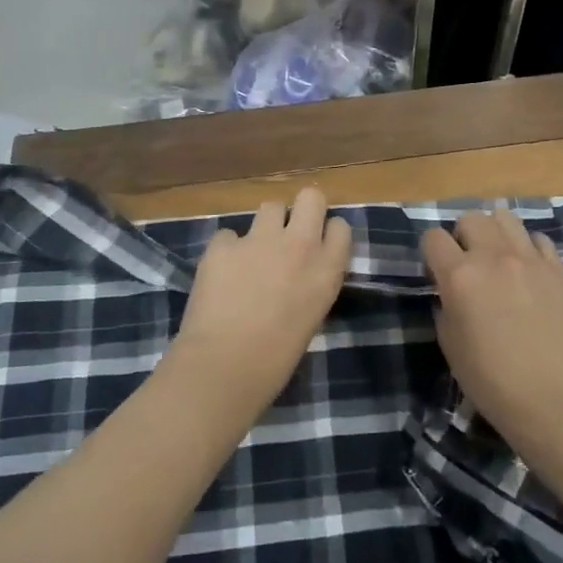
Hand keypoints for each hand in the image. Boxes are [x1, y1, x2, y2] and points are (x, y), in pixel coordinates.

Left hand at [170, 186, 351, 415]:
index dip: (327, 233)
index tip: (318, 245)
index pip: (340, 227)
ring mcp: (259, 240)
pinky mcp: (223, 245)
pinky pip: (229, 235)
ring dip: (265, 226)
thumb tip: (299, 274)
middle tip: (289, 232)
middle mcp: (299, 245)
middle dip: (302, 209)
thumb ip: (311, 284)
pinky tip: (221, 274)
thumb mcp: (311, 316)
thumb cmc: (276, 359)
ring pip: (270, 206)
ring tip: (254, 253)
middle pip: (310, 197)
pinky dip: (227, 250)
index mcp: (328, 270)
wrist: (225, 366)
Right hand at [421, 210, 562, 445]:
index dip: (431, 252)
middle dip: (463, 235)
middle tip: (468, 262)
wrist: (553, 398)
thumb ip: (445, 307)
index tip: (436, 271)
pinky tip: (529, 270)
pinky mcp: (559, 270)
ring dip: (495, 233)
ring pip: (506, 218)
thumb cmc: (491, 380)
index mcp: (460, 276)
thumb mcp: (450, 345)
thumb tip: (450, 292)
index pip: (433, 237)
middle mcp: (494, 257)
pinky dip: (529, 248)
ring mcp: (531, 260)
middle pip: (471, 218)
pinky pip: (539, 240)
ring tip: (498, 257)